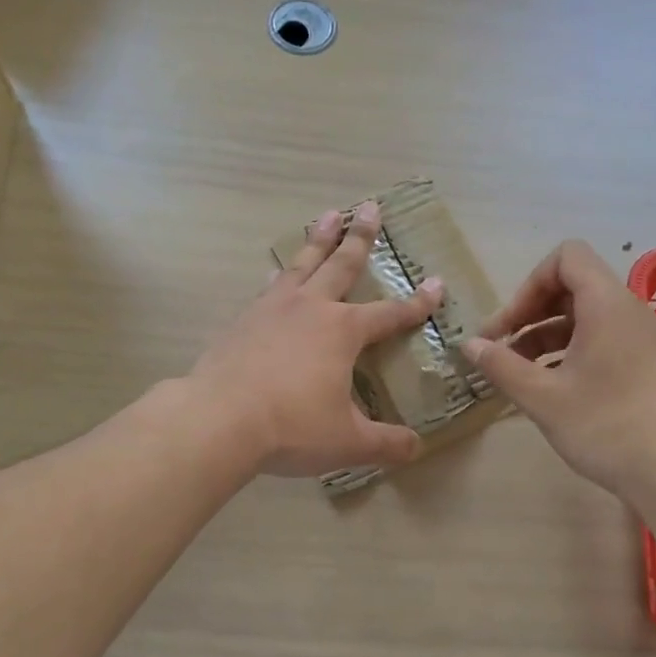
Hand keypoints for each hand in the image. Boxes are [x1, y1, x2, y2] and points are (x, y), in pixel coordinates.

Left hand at [187, 202, 445, 477]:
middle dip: (360, 237)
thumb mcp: (348, 442)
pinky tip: (275, 272)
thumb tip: (416, 449)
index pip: (390, 314)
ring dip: (318, 239)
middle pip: (341, 265)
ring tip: (328, 215)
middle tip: (371, 207)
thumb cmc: (292, 426)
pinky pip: (268, 287)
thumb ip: (386, 443)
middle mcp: (311, 309)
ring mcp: (272, 309)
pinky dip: (278, 274)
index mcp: (343, 332)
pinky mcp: (243, 320)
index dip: (416, 303)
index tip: (437, 285)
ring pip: (302, 264)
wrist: (219, 418)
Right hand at [465, 240, 655, 495]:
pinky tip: (550, 387)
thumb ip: (501, 366)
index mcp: (606, 305)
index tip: (509, 326)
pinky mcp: (646, 364)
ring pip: (585, 317)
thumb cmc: (605, 426)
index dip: (529, 284)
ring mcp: (641, 338)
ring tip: (518, 372)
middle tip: (501, 349)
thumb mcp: (542, 397)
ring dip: (546, 335)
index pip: (566, 258)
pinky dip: (570, 351)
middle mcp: (628, 311)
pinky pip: (602, 339)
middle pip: (573, 287)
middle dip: (531, 312)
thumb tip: (469, 345)